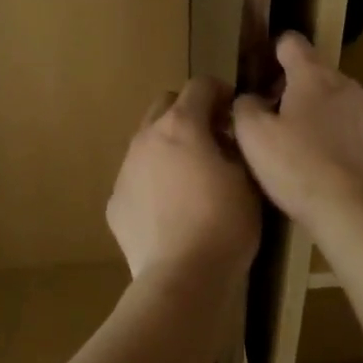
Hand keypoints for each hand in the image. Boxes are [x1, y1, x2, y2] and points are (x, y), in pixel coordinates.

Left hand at [107, 77, 261, 281]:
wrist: (182, 277)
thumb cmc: (224, 224)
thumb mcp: (248, 179)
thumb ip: (237, 146)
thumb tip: (228, 136)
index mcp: (181, 125)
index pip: (200, 85)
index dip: (222, 93)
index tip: (235, 114)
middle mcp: (146, 138)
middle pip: (165, 105)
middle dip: (189, 113)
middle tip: (213, 140)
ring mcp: (125, 170)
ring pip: (147, 142)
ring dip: (169, 147)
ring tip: (191, 178)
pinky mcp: (115, 202)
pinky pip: (137, 178)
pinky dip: (154, 182)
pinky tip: (171, 211)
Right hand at [233, 31, 362, 229]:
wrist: (352, 209)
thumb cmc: (297, 166)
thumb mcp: (253, 136)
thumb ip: (244, 107)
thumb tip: (249, 99)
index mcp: (312, 75)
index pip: (292, 42)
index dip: (273, 52)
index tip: (261, 74)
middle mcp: (345, 84)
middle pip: (315, 72)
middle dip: (293, 88)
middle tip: (272, 118)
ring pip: (336, 101)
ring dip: (317, 113)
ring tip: (299, 146)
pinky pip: (354, 129)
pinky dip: (338, 138)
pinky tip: (325, 167)